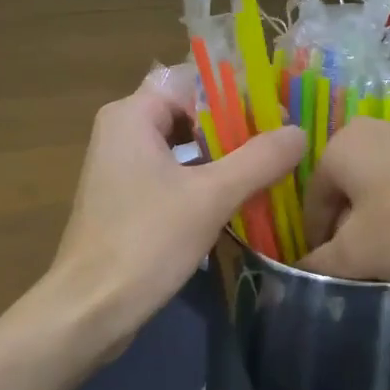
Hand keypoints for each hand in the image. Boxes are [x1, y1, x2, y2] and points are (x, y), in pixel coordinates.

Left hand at [48, 67, 302, 345]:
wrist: (90, 309)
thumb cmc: (146, 242)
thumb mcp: (211, 196)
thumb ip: (259, 159)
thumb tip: (299, 131)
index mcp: (131, 115)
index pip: (192, 81)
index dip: (236, 92)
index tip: (277, 111)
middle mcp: (121, 131)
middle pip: (188, 111)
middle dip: (234, 125)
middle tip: (280, 140)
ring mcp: (121, 167)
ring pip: (182, 145)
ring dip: (223, 155)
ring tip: (269, 166)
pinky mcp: (126, 199)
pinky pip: (172, 173)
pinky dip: (204, 178)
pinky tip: (238, 196)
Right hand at [301, 120, 389, 282]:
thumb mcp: (359, 254)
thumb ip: (322, 263)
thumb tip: (301, 269)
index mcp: (343, 146)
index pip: (313, 198)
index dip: (316, 239)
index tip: (328, 270)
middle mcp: (377, 130)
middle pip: (350, 189)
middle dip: (352, 229)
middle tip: (363, 265)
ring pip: (385, 186)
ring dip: (384, 220)